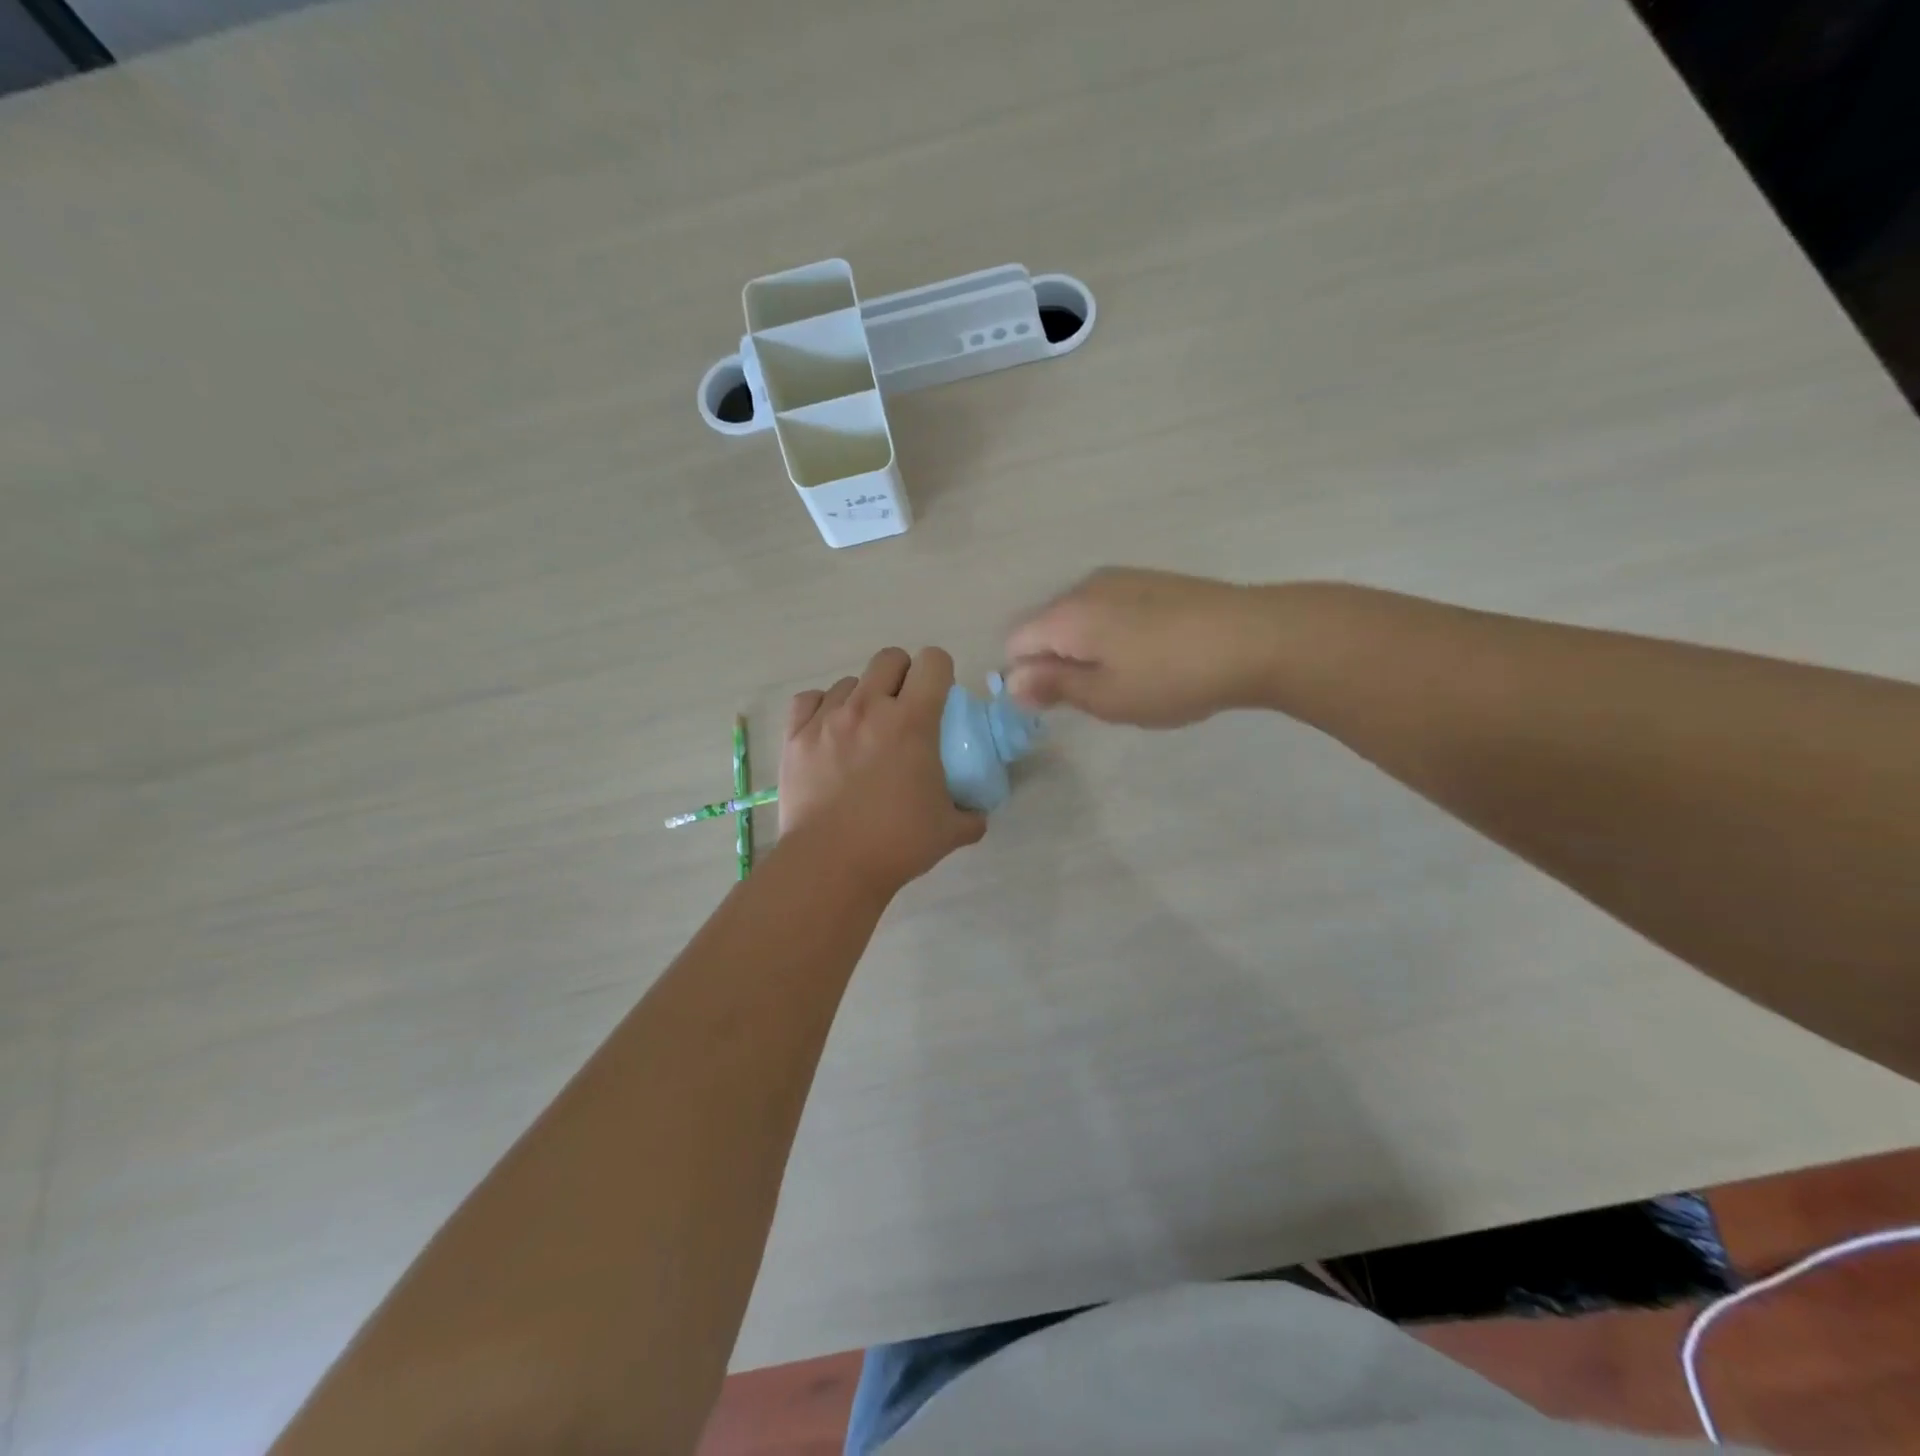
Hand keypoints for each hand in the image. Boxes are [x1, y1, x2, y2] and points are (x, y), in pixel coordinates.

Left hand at [779, 647, 986, 897]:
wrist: (831, 865)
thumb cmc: (897, 844)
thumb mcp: (949, 831)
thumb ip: (971, 815)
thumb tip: (978, 814)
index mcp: (912, 721)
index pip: (933, 662)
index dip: (940, 673)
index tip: (939, 698)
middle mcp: (869, 707)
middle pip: (889, 658)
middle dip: (903, 676)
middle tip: (904, 710)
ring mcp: (827, 719)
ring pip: (849, 682)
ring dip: (862, 698)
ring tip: (863, 731)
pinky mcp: (796, 736)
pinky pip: (809, 700)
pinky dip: (821, 709)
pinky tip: (828, 733)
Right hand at [1004, 567, 1274, 726]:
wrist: (1256, 637)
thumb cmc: (1172, 676)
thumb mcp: (1107, 697)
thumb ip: (1053, 687)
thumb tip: (1012, 681)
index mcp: (1066, 614)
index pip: (1016, 642)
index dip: (1026, 676)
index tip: (1060, 703)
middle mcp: (1085, 587)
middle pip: (1047, 627)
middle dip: (1059, 662)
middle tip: (1101, 696)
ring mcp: (1122, 578)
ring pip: (1082, 618)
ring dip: (1090, 650)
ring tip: (1134, 678)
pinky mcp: (1153, 580)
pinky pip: (1112, 609)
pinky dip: (1116, 634)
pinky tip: (1155, 655)